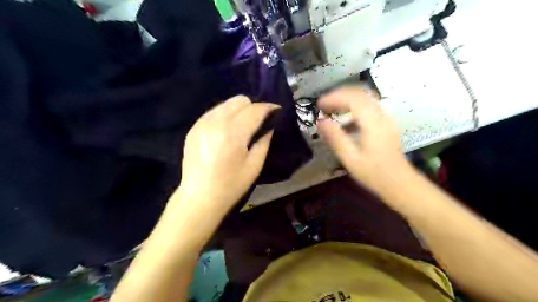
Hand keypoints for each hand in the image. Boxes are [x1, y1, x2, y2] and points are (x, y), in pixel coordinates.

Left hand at [179, 96, 278, 208]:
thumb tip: (269, 126)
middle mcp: (216, 121)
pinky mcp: (194, 127)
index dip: (269, 108)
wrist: (199, 197)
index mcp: (233, 133)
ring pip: (226, 103)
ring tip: (244, 125)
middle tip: (259, 121)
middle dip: (254, 107)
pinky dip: (225, 115)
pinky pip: (214, 111)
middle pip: (240, 100)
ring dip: (239, 110)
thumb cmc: (231, 186)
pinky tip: (228, 130)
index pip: (255, 110)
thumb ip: (264, 142)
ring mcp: (202, 123)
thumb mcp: (254, 166)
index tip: (277, 111)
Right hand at [316, 87, 410, 191]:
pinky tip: (346, 122)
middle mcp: (381, 116)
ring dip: (347, 100)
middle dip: (339, 96)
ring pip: (365, 99)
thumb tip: (320, 122)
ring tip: (331, 110)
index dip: (333, 98)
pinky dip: (354, 108)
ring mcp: (385, 119)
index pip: (352, 99)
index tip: (319, 105)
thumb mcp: (350, 158)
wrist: (400, 184)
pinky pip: (369, 108)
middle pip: (359, 94)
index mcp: (372, 123)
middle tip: (323, 106)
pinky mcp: (386, 124)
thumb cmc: (374, 174)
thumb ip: (335, 138)